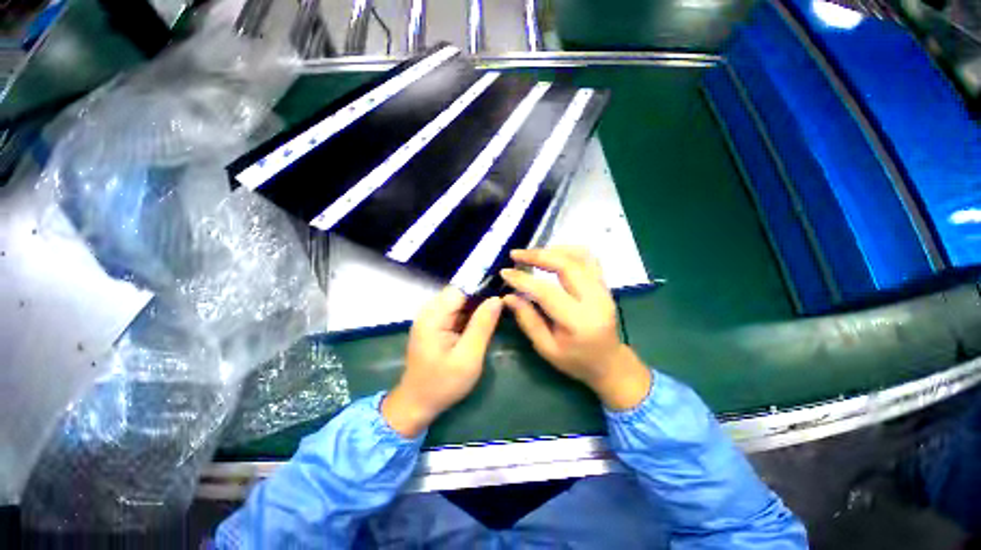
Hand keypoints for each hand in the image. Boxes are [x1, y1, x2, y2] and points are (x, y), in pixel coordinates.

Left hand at [383, 287, 502, 436]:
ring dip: (477, 306)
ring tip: (497, 311)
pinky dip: (470, 315)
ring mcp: (431, 318)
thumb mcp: (468, 357)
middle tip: (503, 304)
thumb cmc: (443, 383)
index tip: (503, 290)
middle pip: (460, 294)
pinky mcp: (435, 325)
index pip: (461, 289)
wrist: (418, 403)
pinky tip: (483, 321)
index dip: (482, 287)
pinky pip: (456, 312)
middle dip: (481, 297)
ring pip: (459, 302)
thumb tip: (497, 299)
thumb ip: (482, 326)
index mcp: (433, 316)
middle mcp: (429, 311)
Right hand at [501, 247, 650, 409]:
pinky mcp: (605, 284)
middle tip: (515, 254)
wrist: (609, 362)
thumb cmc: (575, 360)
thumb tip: (508, 296)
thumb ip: (527, 320)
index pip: (547, 292)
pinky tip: (553, 254)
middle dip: (537, 256)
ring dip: (553, 250)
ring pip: (580, 256)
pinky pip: (589, 258)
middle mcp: (595, 300)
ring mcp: (603, 289)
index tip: (505, 272)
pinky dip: (569, 251)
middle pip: (566, 265)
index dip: (523, 280)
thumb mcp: (546, 348)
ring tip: (532, 254)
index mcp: (578, 321)